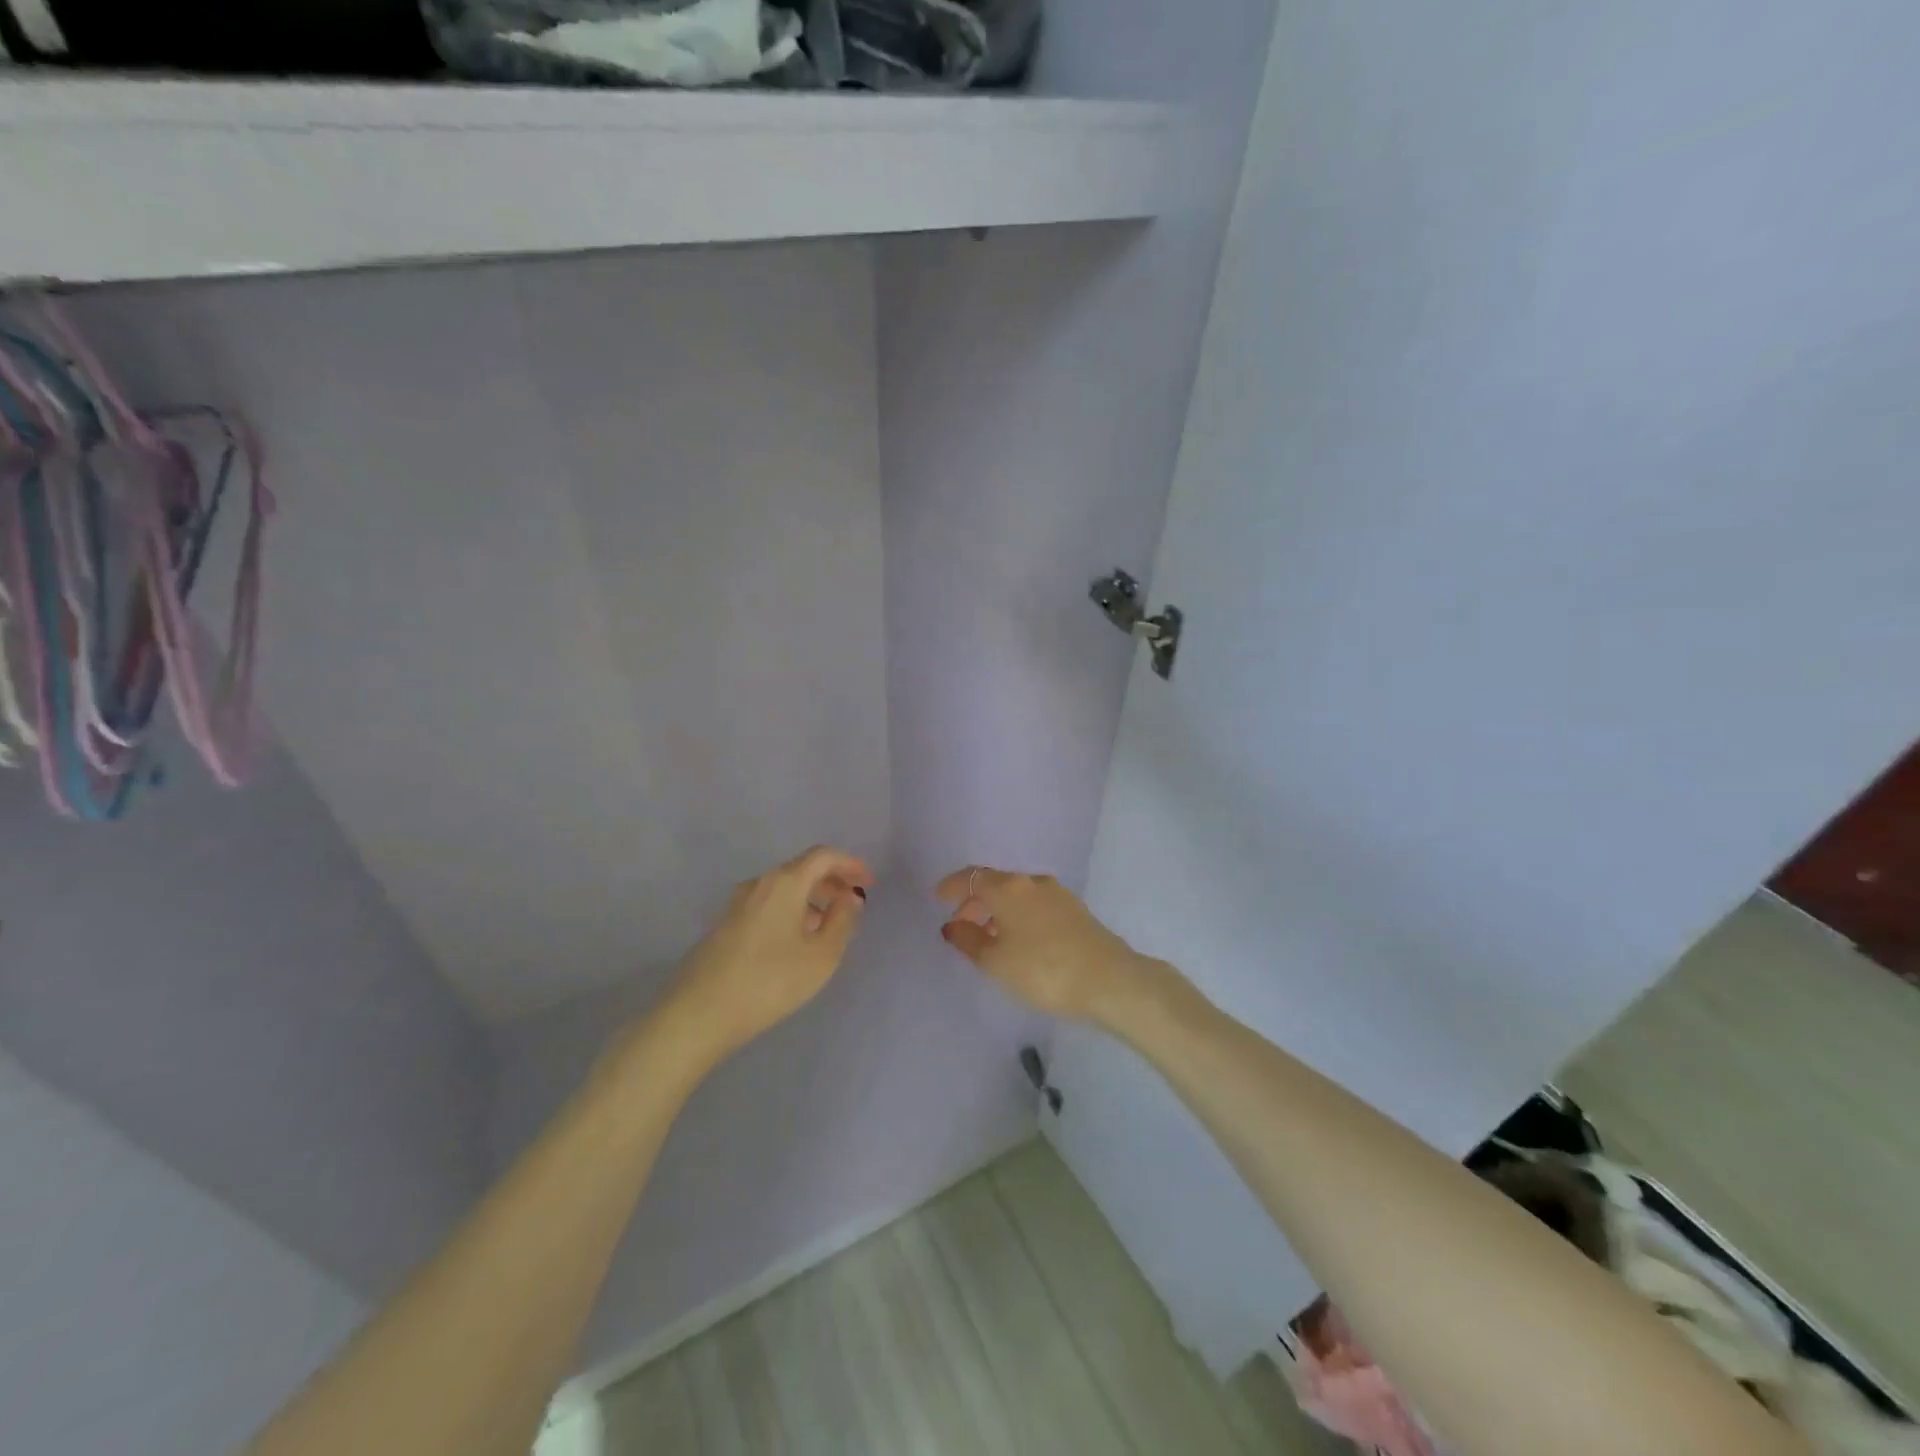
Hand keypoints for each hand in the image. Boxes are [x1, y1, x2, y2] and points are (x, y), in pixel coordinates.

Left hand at [662, 845, 872, 1066]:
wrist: (698, 1014)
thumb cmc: (769, 981)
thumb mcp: (820, 956)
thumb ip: (842, 921)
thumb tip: (850, 897)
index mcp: (785, 882)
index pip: (823, 856)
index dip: (850, 864)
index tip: (869, 882)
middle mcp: (759, 884)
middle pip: (802, 870)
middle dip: (831, 882)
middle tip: (852, 904)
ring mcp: (736, 904)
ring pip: (783, 890)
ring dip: (810, 900)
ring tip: (828, 929)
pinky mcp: (724, 926)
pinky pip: (767, 906)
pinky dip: (790, 913)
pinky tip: (795, 943)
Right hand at [935, 865, 1155, 1021]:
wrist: (1109, 980)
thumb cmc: (1043, 970)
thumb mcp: (996, 962)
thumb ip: (969, 941)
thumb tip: (952, 925)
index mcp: (1008, 888)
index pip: (972, 877)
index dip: (952, 886)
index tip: (938, 897)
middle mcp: (1032, 882)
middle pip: (996, 883)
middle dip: (975, 901)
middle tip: (961, 925)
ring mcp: (1058, 894)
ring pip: (1017, 895)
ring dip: (998, 910)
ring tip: (989, 937)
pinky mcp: (1076, 910)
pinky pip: (1035, 905)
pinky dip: (1019, 916)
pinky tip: (1020, 940)